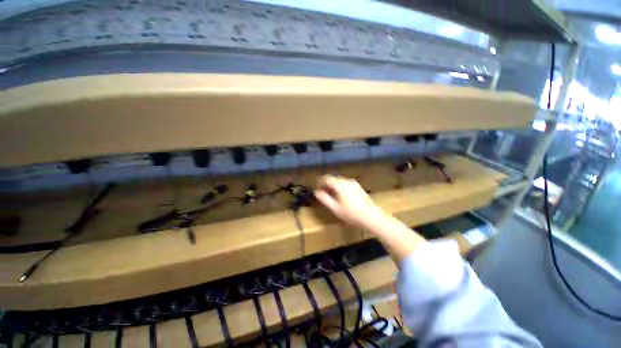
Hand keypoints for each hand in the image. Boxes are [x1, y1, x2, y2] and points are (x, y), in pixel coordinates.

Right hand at [314, 175, 386, 229]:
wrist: (372, 217)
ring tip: (331, 197)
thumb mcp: (335, 208)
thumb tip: (317, 192)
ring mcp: (353, 183)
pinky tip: (341, 198)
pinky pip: (345, 184)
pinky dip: (340, 188)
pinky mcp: (358, 187)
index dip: (320, 182)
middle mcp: (347, 181)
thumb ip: (325, 199)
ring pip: (339, 182)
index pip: (327, 178)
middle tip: (323, 194)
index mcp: (340, 185)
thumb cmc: (352, 214)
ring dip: (333, 187)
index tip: (317, 189)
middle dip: (327, 185)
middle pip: (333, 179)